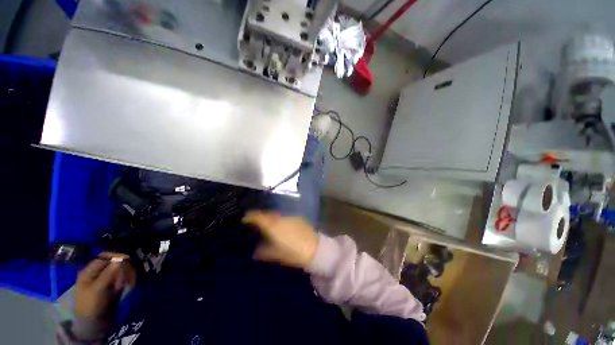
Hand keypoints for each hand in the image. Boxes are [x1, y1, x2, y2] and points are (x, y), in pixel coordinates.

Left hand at [75, 252, 135, 320]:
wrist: (94, 324)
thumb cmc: (91, 305)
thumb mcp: (98, 289)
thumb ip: (109, 273)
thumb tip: (122, 259)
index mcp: (89, 271)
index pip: (104, 257)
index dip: (116, 256)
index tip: (128, 260)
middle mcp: (98, 273)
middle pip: (114, 263)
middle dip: (123, 269)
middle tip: (127, 278)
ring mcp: (106, 280)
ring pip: (121, 270)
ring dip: (126, 275)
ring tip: (128, 284)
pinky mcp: (113, 286)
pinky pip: (123, 277)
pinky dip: (127, 279)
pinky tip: (129, 285)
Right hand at [243, 211, 318, 269]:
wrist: (315, 249)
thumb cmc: (293, 253)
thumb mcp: (276, 255)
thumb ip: (263, 251)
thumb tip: (255, 250)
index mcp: (273, 225)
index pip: (258, 216)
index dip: (250, 216)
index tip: (244, 219)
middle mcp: (280, 218)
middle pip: (267, 214)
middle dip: (260, 217)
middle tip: (255, 223)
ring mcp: (290, 216)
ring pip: (276, 215)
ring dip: (270, 218)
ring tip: (267, 226)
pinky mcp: (298, 218)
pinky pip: (285, 217)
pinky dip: (280, 220)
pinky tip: (281, 227)